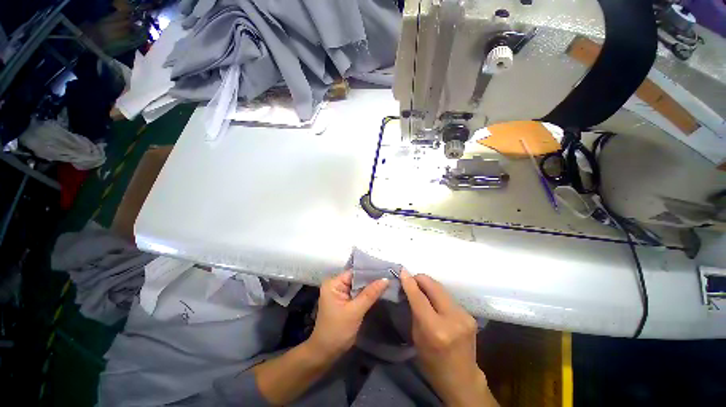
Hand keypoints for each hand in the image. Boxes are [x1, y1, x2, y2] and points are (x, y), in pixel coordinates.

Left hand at [308, 271, 388, 359]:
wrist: (326, 353)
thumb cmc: (337, 331)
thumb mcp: (355, 311)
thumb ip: (370, 294)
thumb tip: (386, 279)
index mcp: (333, 283)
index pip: (354, 272)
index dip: (369, 271)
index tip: (385, 270)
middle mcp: (336, 284)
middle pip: (357, 278)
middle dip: (371, 279)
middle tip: (389, 276)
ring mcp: (340, 293)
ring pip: (359, 286)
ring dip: (371, 286)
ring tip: (387, 282)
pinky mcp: (345, 301)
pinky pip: (358, 293)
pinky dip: (367, 294)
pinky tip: (379, 292)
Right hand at [400, 270, 496, 406]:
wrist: (462, 379)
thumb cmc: (432, 362)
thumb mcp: (417, 337)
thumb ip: (415, 310)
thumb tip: (409, 288)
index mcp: (435, 329)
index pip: (419, 297)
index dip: (409, 282)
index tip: (402, 271)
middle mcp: (452, 319)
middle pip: (434, 286)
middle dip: (420, 279)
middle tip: (411, 280)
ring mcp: (464, 316)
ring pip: (442, 289)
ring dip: (429, 286)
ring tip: (421, 289)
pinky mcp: (469, 315)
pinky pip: (448, 297)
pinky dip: (438, 295)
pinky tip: (434, 300)